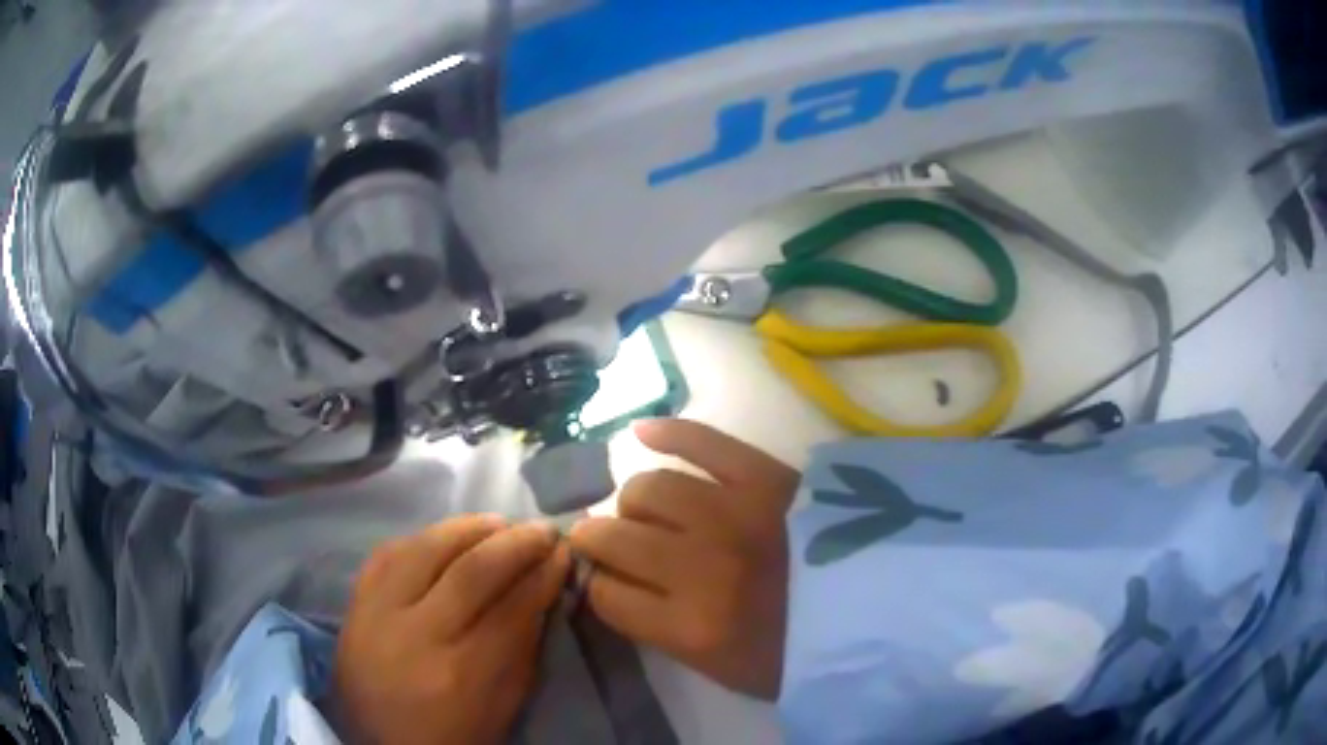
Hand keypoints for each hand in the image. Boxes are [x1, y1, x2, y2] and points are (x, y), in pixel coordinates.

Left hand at [331, 516, 570, 744]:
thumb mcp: (504, 703)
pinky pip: (386, 553)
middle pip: (470, 572)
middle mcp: (416, 636)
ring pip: (425, 550)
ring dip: (468, 528)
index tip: (564, 553)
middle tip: (542, 530)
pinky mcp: (354, 603)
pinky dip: (422, 537)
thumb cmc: (455, 733)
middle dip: (515, 544)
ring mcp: (377, 615)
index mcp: (463, 673)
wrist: (380, 741)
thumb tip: (543, 589)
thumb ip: (524, 646)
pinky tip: (447, 535)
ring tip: (499, 523)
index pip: (512, 608)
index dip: (543, 574)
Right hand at [568, 420, 799, 699]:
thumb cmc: (800, 653)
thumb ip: (662, 630)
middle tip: (607, 541)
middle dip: (597, 541)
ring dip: (634, 502)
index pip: (606, 595)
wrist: (885, 612)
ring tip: (644, 511)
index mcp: (694, 628)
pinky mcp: (768, 477)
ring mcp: (736, 514)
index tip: (605, 582)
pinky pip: (705, 442)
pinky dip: (668, 433)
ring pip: (649, 488)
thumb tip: (614, 582)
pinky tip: (641, 433)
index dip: (597, 587)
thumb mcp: (724, 668)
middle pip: (615, 538)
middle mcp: (703, 568)